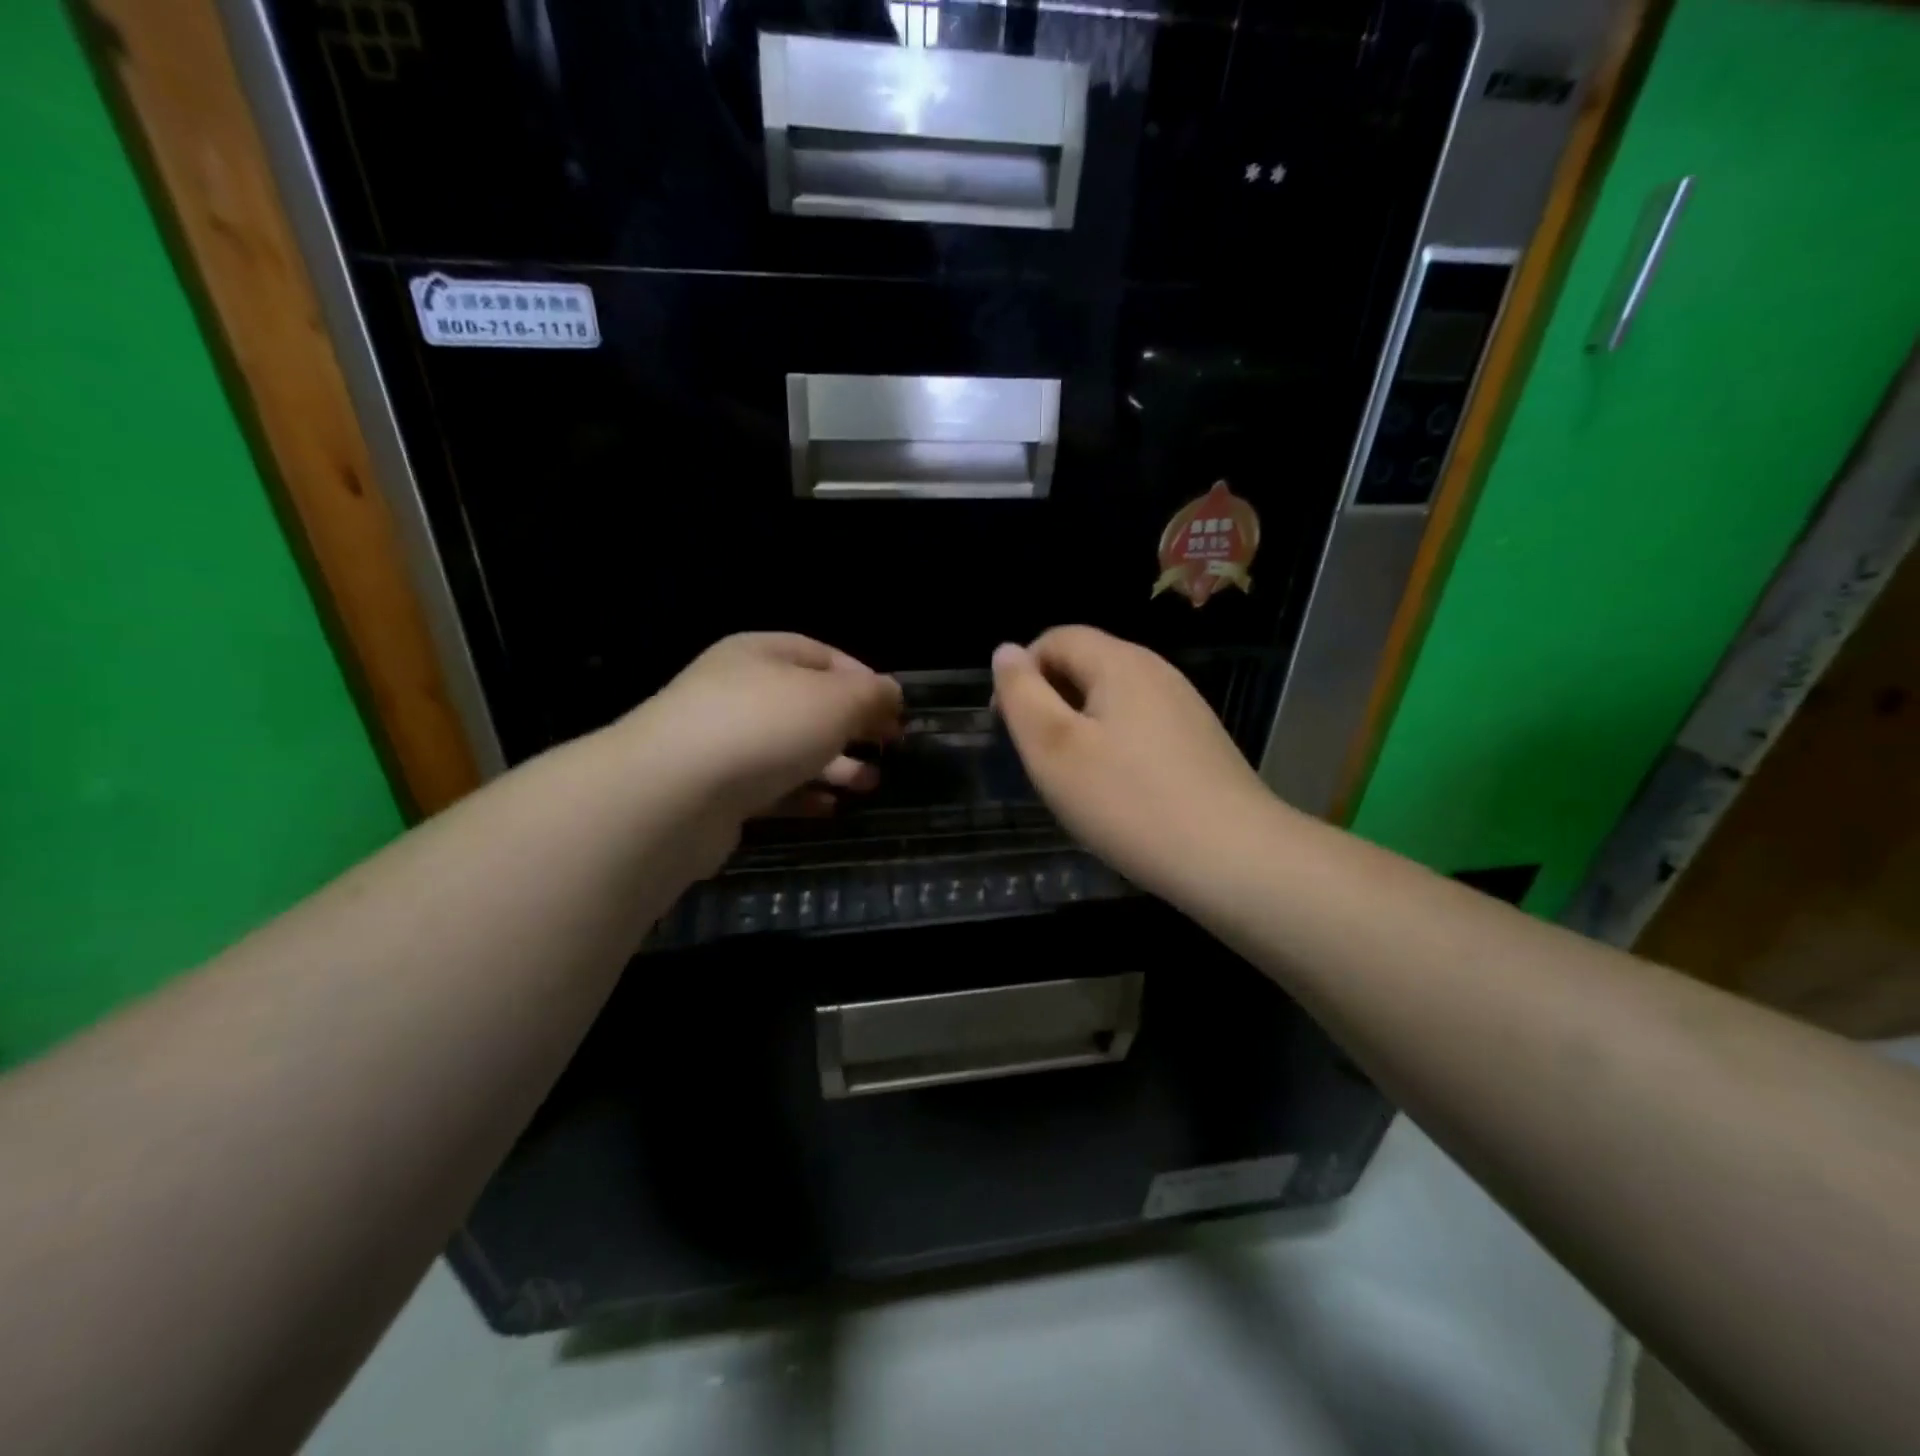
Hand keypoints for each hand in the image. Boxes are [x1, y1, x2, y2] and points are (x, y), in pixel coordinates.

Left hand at [616, 633, 902, 873]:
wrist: (670, 795)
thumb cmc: (764, 728)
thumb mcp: (834, 701)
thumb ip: (871, 695)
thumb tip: (891, 694)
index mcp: (761, 653)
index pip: (823, 655)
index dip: (864, 680)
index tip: (895, 712)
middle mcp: (738, 691)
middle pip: (808, 704)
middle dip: (853, 727)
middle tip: (889, 749)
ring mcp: (722, 743)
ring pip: (790, 749)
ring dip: (834, 765)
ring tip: (869, 785)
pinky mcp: (715, 790)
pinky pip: (769, 787)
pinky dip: (802, 795)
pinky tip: (830, 809)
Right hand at [991, 626, 1280, 902]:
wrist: (1232, 858)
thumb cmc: (1128, 802)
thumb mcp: (1054, 748)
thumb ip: (1022, 694)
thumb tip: (1006, 651)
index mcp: (1120, 662)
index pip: (1056, 638)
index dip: (1021, 673)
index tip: (1008, 725)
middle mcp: (1157, 672)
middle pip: (1086, 665)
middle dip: (1050, 701)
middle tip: (1038, 758)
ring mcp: (1184, 707)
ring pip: (1113, 699)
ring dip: (1081, 726)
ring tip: (1073, 778)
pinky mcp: (1199, 741)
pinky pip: (1140, 726)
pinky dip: (1114, 745)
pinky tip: (1117, 791)